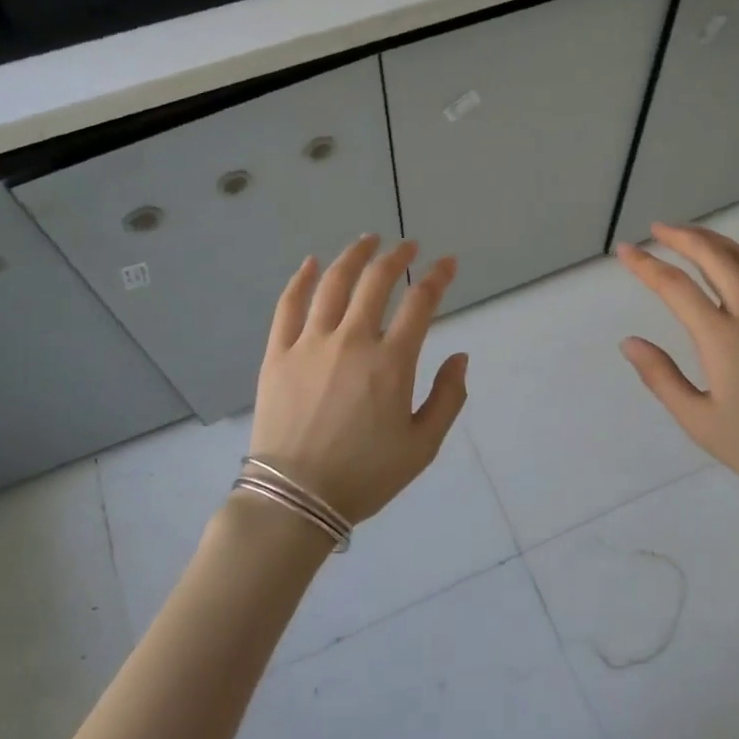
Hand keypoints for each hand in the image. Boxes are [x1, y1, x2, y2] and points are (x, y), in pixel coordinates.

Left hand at [249, 235, 468, 524]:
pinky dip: (301, 279)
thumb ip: (448, 398)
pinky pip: (289, 306)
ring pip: (333, 283)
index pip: (420, 302)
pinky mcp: (278, 353)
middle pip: (376, 282)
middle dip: (397, 257)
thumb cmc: (364, 475)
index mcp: (391, 362)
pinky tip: (311, 263)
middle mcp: (352, 340)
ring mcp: (310, 343)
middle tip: (408, 246)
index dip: (438, 277)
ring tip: (367, 240)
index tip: (448, 263)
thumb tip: (460, 356)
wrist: (295, 498)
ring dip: (354, 256)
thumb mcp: (423, 446)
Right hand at [616, 224, 738, 526]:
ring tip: (697, 237)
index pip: (674, 287)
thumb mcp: (699, 421)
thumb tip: (629, 342)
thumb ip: (661, 377)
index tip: (625, 251)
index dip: (646, 265)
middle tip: (659, 230)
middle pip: (714, 257)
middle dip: (683, 237)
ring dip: (720, 242)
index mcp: (722, 337)